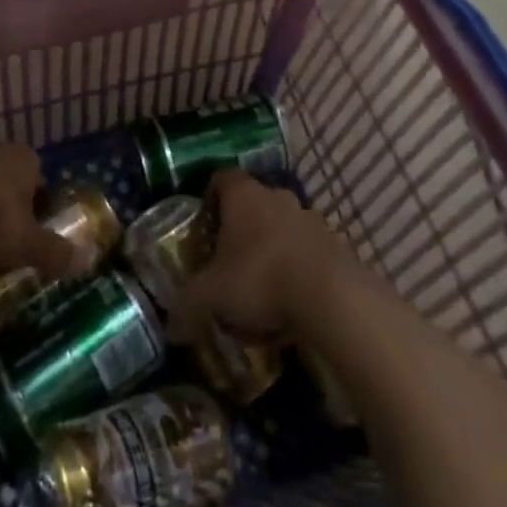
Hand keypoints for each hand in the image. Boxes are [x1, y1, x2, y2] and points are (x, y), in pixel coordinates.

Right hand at [169, 170, 356, 346]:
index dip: (209, 200)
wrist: (332, 296)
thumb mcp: (211, 295)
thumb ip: (187, 306)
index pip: (221, 178)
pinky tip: (289, 310)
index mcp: (243, 194)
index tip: (204, 229)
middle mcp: (276, 196)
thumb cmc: (260, 278)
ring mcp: (309, 219)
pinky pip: (306, 255)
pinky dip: (296, 275)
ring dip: (270, 255)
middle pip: (253, 205)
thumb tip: (170, 328)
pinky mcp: (335, 245)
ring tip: (261, 296)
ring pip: (281, 231)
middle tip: (228, 265)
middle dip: (240, 233)